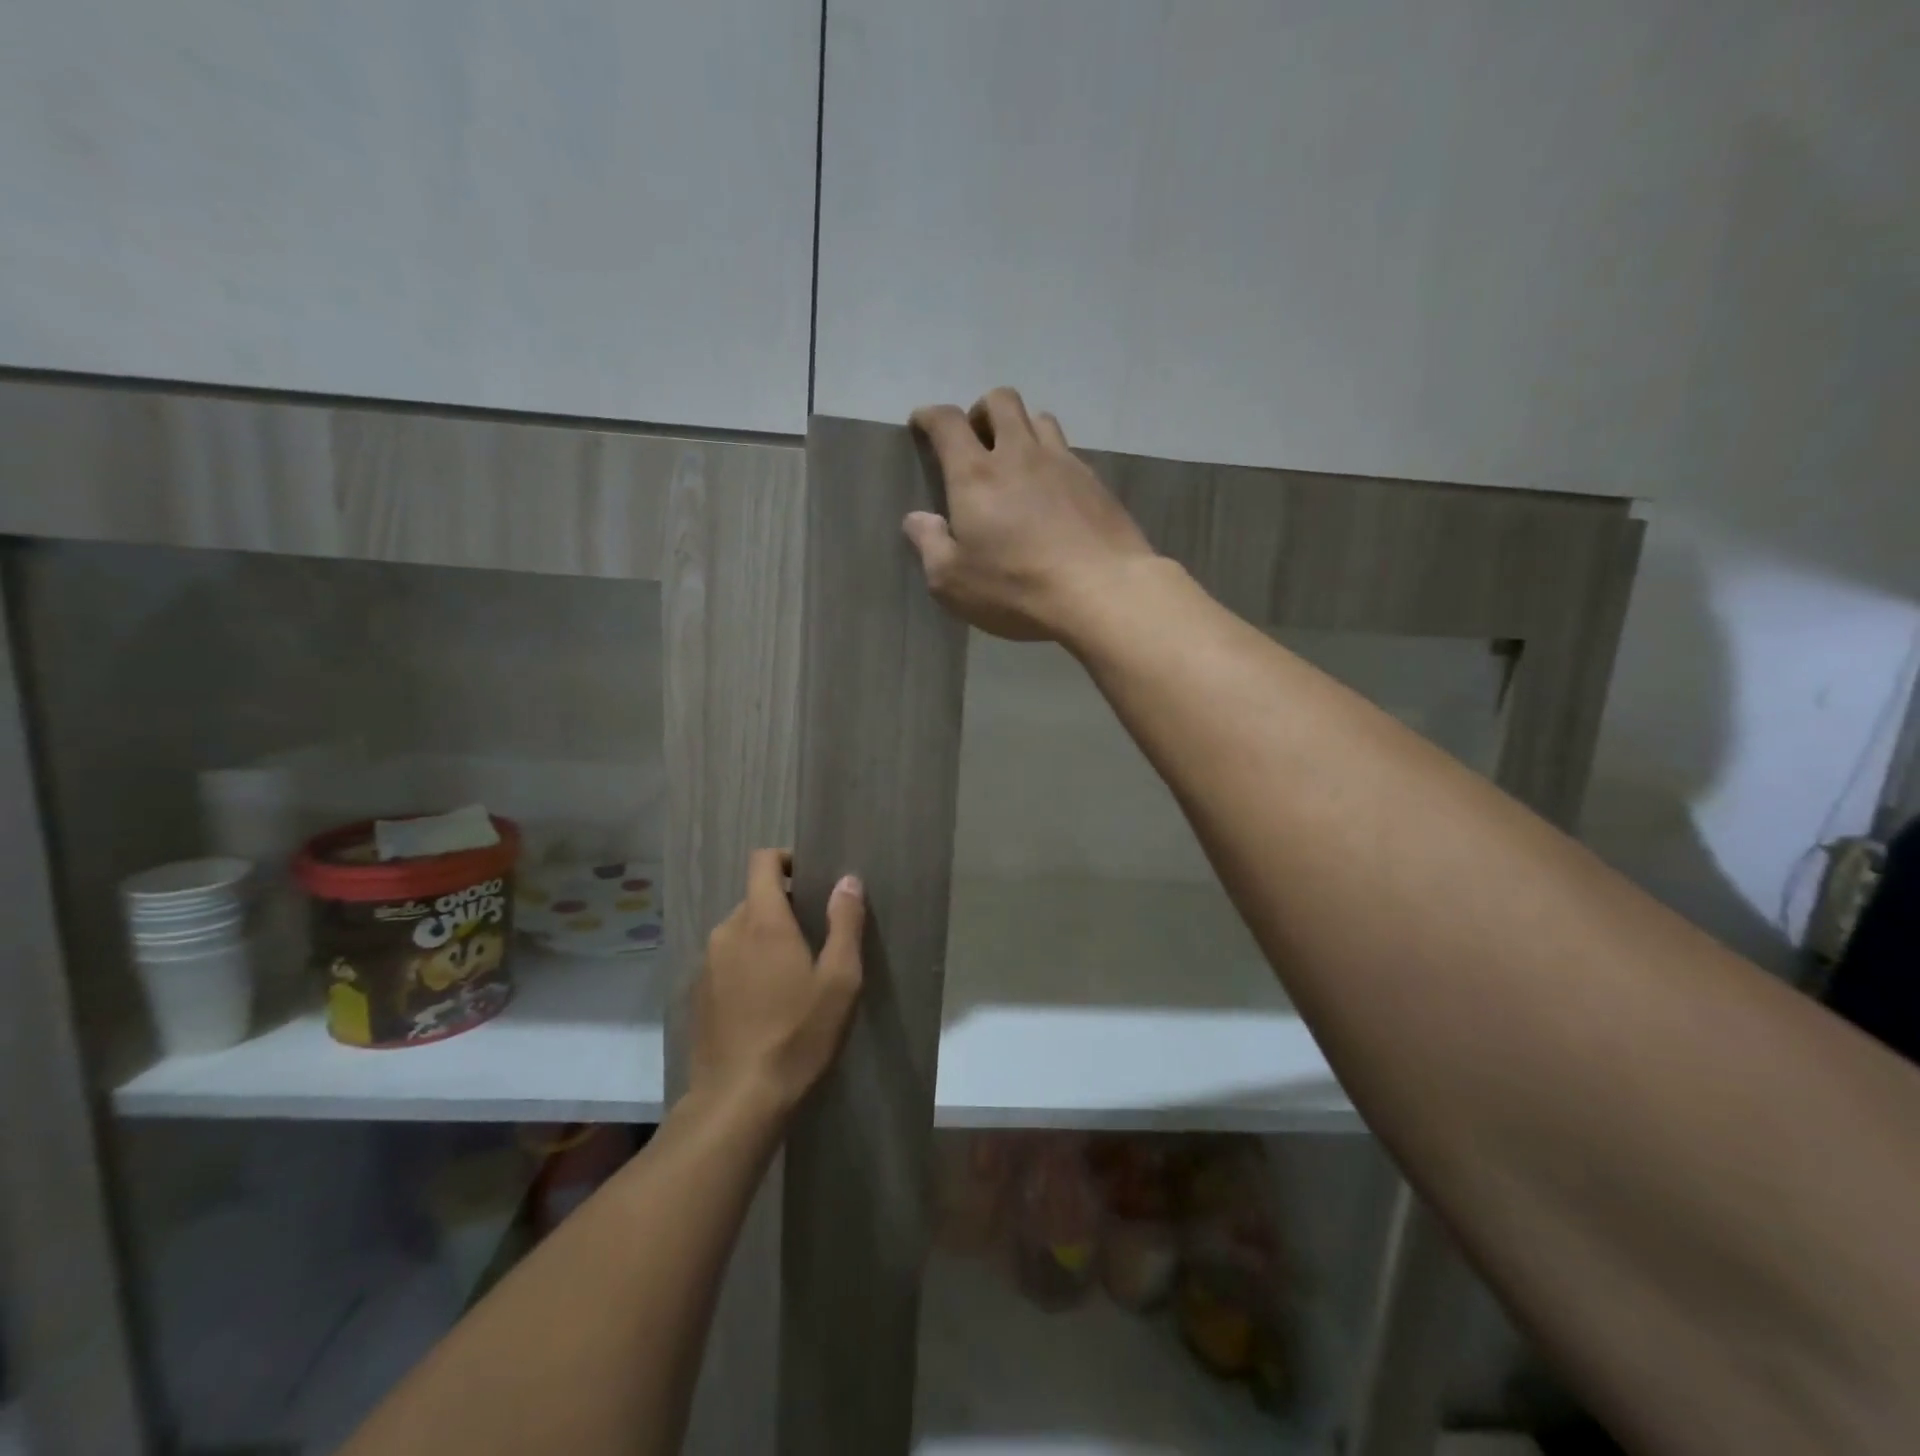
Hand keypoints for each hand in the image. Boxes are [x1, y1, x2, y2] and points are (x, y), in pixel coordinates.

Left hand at [692, 850, 864, 1116]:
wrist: (738, 1101)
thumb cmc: (798, 1035)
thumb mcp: (840, 980)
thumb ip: (845, 923)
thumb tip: (847, 880)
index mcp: (762, 920)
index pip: (763, 862)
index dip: (786, 859)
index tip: (810, 879)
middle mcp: (727, 932)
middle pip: (755, 899)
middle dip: (784, 908)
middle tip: (815, 939)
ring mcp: (706, 964)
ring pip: (739, 932)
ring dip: (764, 940)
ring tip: (792, 976)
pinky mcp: (697, 995)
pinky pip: (725, 962)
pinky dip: (746, 966)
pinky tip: (765, 1004)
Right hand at [906, 387, 1155, 641]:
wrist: (1102, 591)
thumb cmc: (1016, 588)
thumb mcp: (953, 581)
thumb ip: (929, 545)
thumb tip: (916, 519)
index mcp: (975, 475)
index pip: (948, 423)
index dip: (930, 416)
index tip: (922, 423)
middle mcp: (1019, 454)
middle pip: (1001, 401)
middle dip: (981, 411)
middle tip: (975, 440)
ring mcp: (1063, 464)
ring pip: (1039, 419)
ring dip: (1021, 428)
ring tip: (1016, 460)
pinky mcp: (1095, 483)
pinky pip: (1068, 452)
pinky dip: (1052, 459)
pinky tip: (1052, 492)